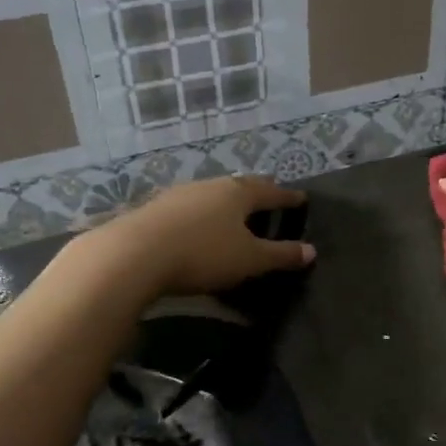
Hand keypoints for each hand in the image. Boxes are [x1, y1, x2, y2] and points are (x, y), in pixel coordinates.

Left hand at [77, 175, 313, 297]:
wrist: (135, 254)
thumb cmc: (203, 254)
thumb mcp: (250, 260)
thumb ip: (281, 255)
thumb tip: (311, 251)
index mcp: (238, 193)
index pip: (271, 192)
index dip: (287, 198)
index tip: (301, 198)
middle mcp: (210, 186)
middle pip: (240, 186)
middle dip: (257, 193)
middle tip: (269, 198)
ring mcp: (179, 194)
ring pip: (211, 194)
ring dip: (225, 202)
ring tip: (233, 212)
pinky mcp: (155, 208)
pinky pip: (188, 207)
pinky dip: (200, 214)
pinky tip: (196, 224)